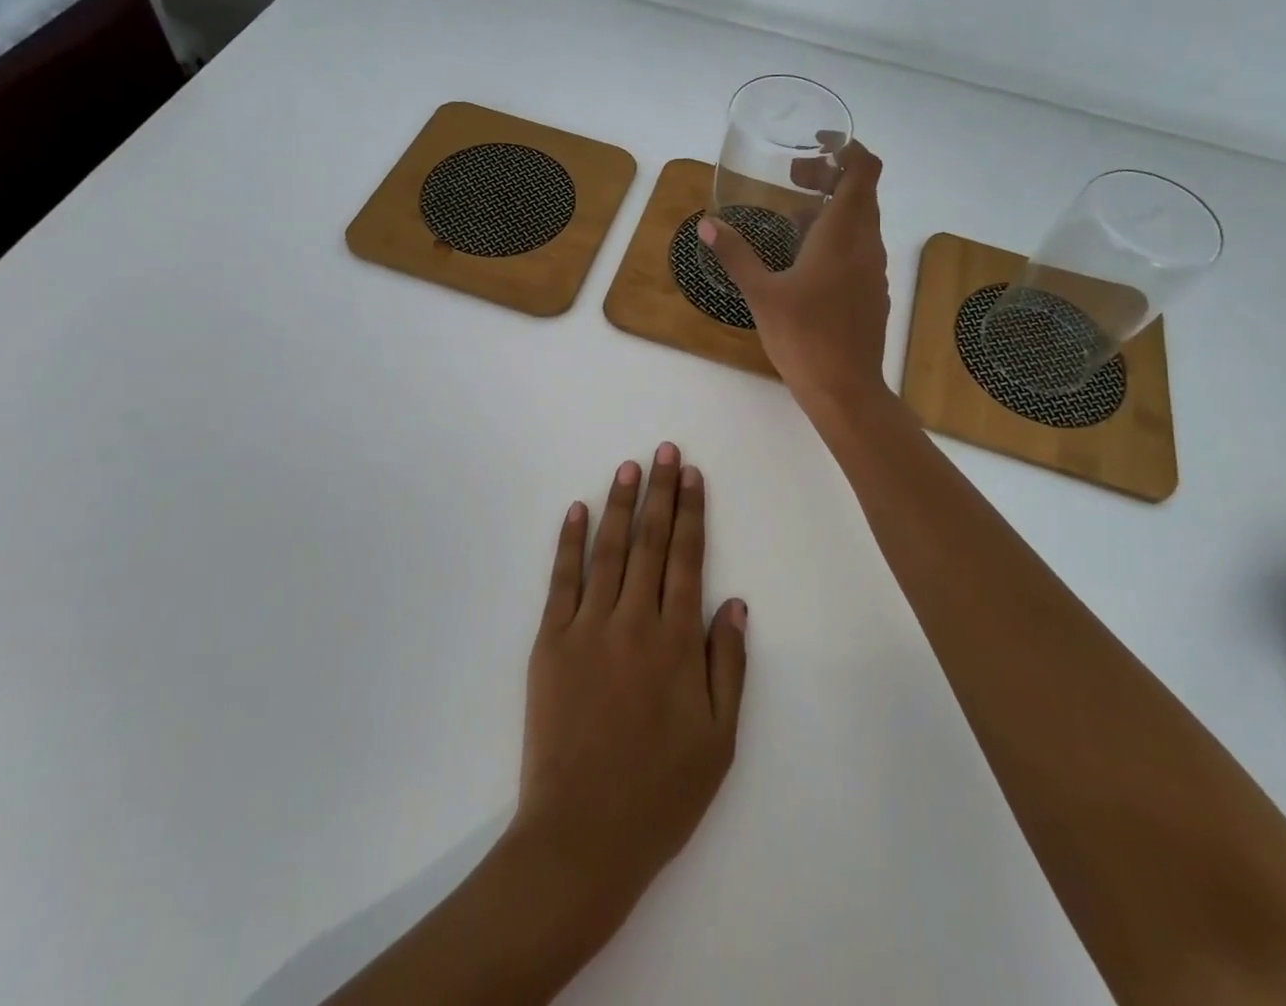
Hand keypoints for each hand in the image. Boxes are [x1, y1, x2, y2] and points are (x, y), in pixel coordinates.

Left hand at [513, 444, 748, 914]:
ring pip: (608, 550)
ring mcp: (587, 627)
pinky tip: (576, 510)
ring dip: (620, 505)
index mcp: (677, 643)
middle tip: (664, 450)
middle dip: (660, 492)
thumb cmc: (661, 793)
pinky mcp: (550, 641)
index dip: (691, 512)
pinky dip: (569, 542)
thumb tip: (735, 601)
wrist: (582, 835)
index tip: (692, 475)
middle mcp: (634, 622)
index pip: (688, 559)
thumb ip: (728, 664)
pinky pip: (562, 580)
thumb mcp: (718, 739)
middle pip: (651, 543)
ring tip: (629, 467)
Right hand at [700, 141, 891, 409]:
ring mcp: (873, 269)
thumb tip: (707, 224)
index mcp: (844, 233)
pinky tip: (805, 259)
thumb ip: (736, 254)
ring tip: (791, 217)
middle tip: (792, 177)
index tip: (815, 146)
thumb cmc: (804, 337)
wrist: (846, 390)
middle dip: (829, 176)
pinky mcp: (872, 291)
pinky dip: (837, 236)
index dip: (846, 149)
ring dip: (831, 207)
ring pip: (861, 221)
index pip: (863, 170)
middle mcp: (866, 243)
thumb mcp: (761, 293)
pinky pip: (859, 247)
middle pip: (861, 191)